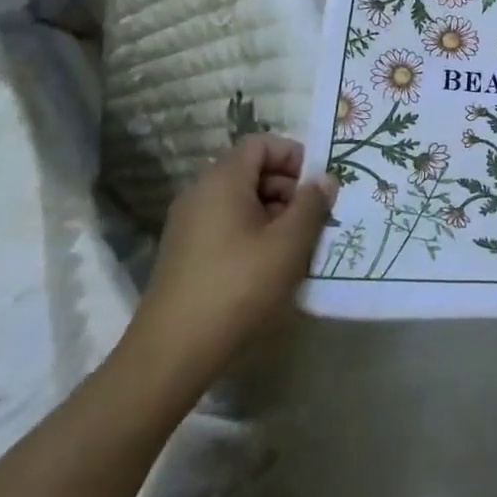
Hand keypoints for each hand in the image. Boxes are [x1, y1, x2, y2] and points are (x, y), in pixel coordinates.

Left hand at [125, 134, 332, 397]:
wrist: (171, 354)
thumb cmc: (237, 287)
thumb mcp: (289, 244)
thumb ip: (312, 204)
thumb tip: (324, 179)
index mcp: (222, 180)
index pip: (262, 143)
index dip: (294, 156)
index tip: (318, 186)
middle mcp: (200, 193)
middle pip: (252, 171)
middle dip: (289, 188)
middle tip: (316, 219)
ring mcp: (189, 225)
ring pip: (242, 202)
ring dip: (275, 215)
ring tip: (299, 247)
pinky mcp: (186, 254)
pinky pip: (228, 226)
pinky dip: (254, 235)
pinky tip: (272, 267)